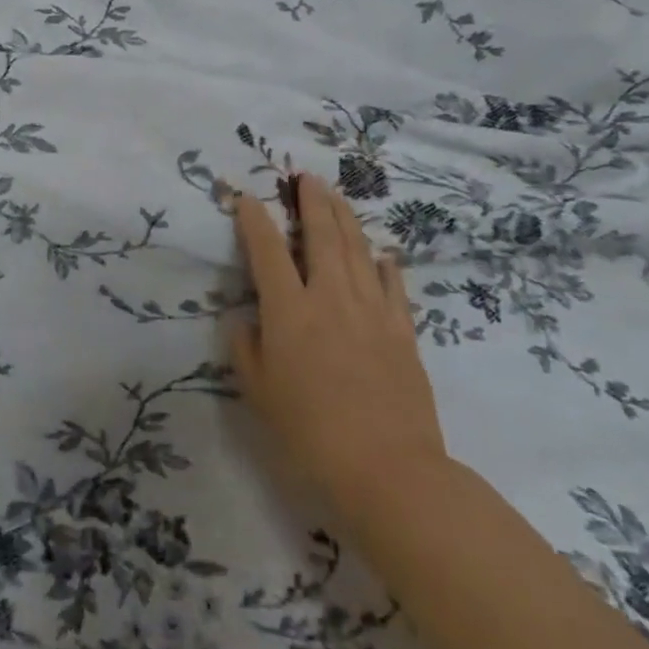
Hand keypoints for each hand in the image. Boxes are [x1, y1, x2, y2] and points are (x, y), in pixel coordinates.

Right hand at [230, 173, 449, 518]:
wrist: (389, 471)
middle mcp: (330, 298)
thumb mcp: (258, 392)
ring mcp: (372, 312)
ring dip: (346, 219)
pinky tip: (383, 254)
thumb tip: (247, 320)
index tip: (247, 198)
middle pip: (322, 236)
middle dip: (311, 201)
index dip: (254, 220)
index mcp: (289, 310)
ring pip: (359, 251)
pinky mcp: (403, 333)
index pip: (267, 251)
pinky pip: (394, 287)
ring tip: (337, 197)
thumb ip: (245, 348)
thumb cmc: (310, 433)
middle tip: (305, 177)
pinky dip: (386, 265)